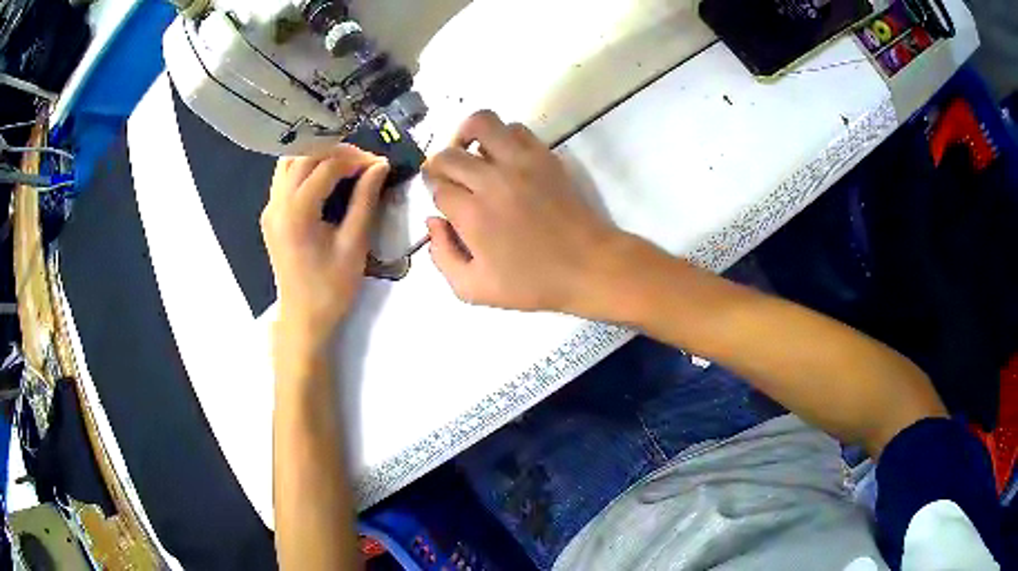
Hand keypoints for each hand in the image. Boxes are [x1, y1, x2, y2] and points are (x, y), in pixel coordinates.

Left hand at [261, 145, 388, 350]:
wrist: (303, 319)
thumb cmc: (331, 288)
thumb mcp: (354, 244)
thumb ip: (365, 200)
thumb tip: (380, 165)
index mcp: (296, 212)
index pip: (326, 165)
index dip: (355, 159)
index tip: (379, 164)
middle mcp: (277, 203)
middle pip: (305, 154)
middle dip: (337, 151)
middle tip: (364, 162)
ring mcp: (270, 208)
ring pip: (290, 161)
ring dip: (318, 154)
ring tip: (345, 164)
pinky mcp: (270, 214)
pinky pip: (285, 176)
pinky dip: (305, 167)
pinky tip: (324, 177)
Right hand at [423, 110, 623, 313]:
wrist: (588, 266)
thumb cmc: (532, 283)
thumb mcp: (474, 289)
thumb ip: (442, 257)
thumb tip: (433, 222)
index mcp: (473, 214)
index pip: (438, 188)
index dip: (435, 194)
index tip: (444, 204)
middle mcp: (492, 180)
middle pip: (448, 154)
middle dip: (438, 165)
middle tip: (446, 179)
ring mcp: (521, 162)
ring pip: (481, 124)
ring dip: (466, 135)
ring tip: (469, 155)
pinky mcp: (544, 156)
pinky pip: (515, 129)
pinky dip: (501, 136)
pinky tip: (501, 156)